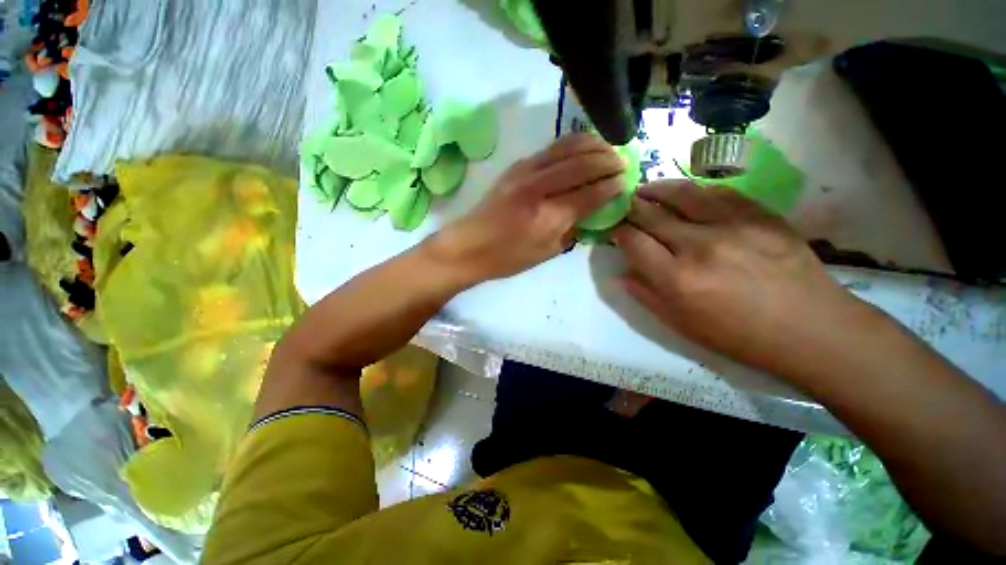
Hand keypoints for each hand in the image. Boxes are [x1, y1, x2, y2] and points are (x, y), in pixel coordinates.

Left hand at [431, 133, 624, 282]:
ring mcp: (525, 172)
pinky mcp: (516, 166)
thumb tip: (593, 211)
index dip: (611, 186)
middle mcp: (538, 188)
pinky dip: (572, 144)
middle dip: (608, 160)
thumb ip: (572, 230)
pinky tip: (582, 146)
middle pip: (582, 164)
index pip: (590, 193)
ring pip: (566, 147)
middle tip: (623, 162)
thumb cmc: (507, 257)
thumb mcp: (546, 253)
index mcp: (548, 217)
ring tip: (609, 148)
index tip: (625, 183)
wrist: (469, 245)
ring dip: (593, 144)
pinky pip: (550, 148)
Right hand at [611, 180, 871, 378]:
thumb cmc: (738, 335)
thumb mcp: (680, 325)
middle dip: (630, 208)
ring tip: (644, 189)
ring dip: (656, 189)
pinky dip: (694, 191)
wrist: (810, 328)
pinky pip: (718, 192)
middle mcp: (699, 245)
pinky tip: (685, 194)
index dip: (618, 232)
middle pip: (651, 214)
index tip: (614, 229)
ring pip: (682, 194)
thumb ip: (645, 295)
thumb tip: (621, 272)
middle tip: (622, 205)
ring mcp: (733, 225)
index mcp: (677, 278)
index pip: (633, 242)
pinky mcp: (760, 214)